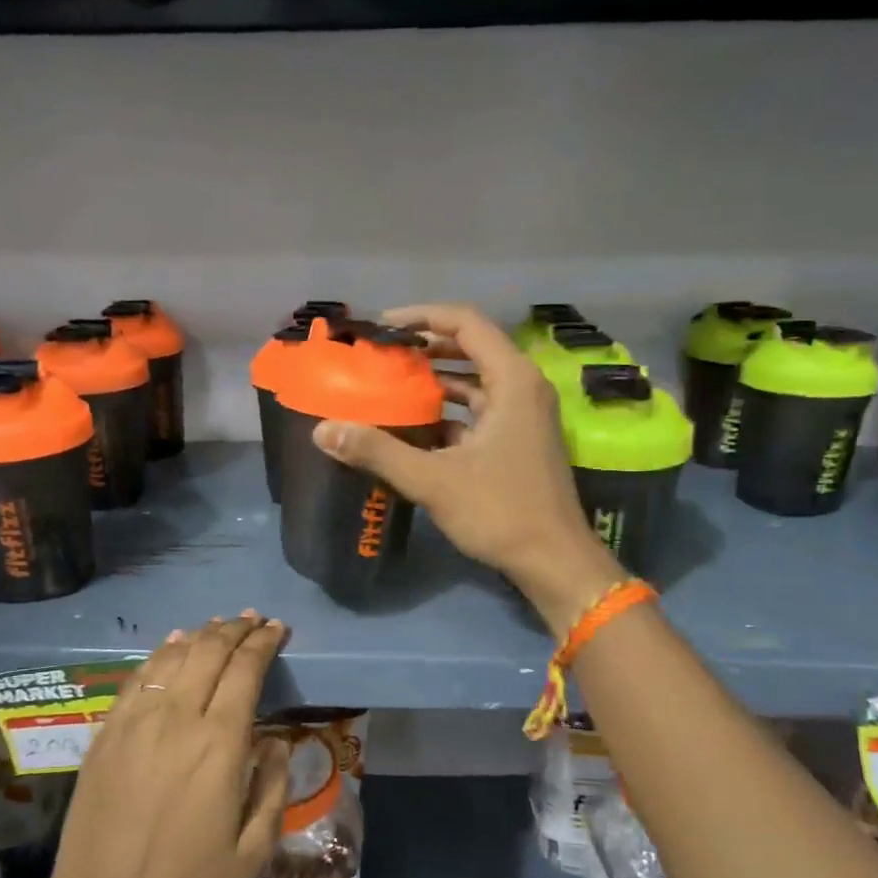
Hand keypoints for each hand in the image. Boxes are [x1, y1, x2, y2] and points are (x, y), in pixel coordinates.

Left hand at [46, 614, 291, 877]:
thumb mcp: (253, 851)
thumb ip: (273, 787)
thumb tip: (276, 742)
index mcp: (219, 744)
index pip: (245, 670)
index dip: (263, 642)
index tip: (277, 629)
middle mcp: (177, 719)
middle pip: (208, 652)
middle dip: (236, 629)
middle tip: (254, 620)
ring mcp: (135, 723)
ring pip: (172, 658)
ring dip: (200, 635)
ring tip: (218, 626)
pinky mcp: (106, 734)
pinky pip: (136, 679)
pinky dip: (159, 655)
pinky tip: (171, 646)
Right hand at [310, 304, 624, 629]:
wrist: (554, 561)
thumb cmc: (500, 511)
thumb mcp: (433, 480)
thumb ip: (378, 452)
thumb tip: (324, 430)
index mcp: (512, 380)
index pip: (465, 323)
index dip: (421, 316)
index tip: (382, 327)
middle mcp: (524, 387)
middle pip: (471, 347)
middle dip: (425, 348)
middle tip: (381, 356)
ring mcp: (525, 415)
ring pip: (476, 381)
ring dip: (436, 380)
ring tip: (391, 385)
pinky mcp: (520, 441)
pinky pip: (481, 410)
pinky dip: (450, 411)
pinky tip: (415, 427)